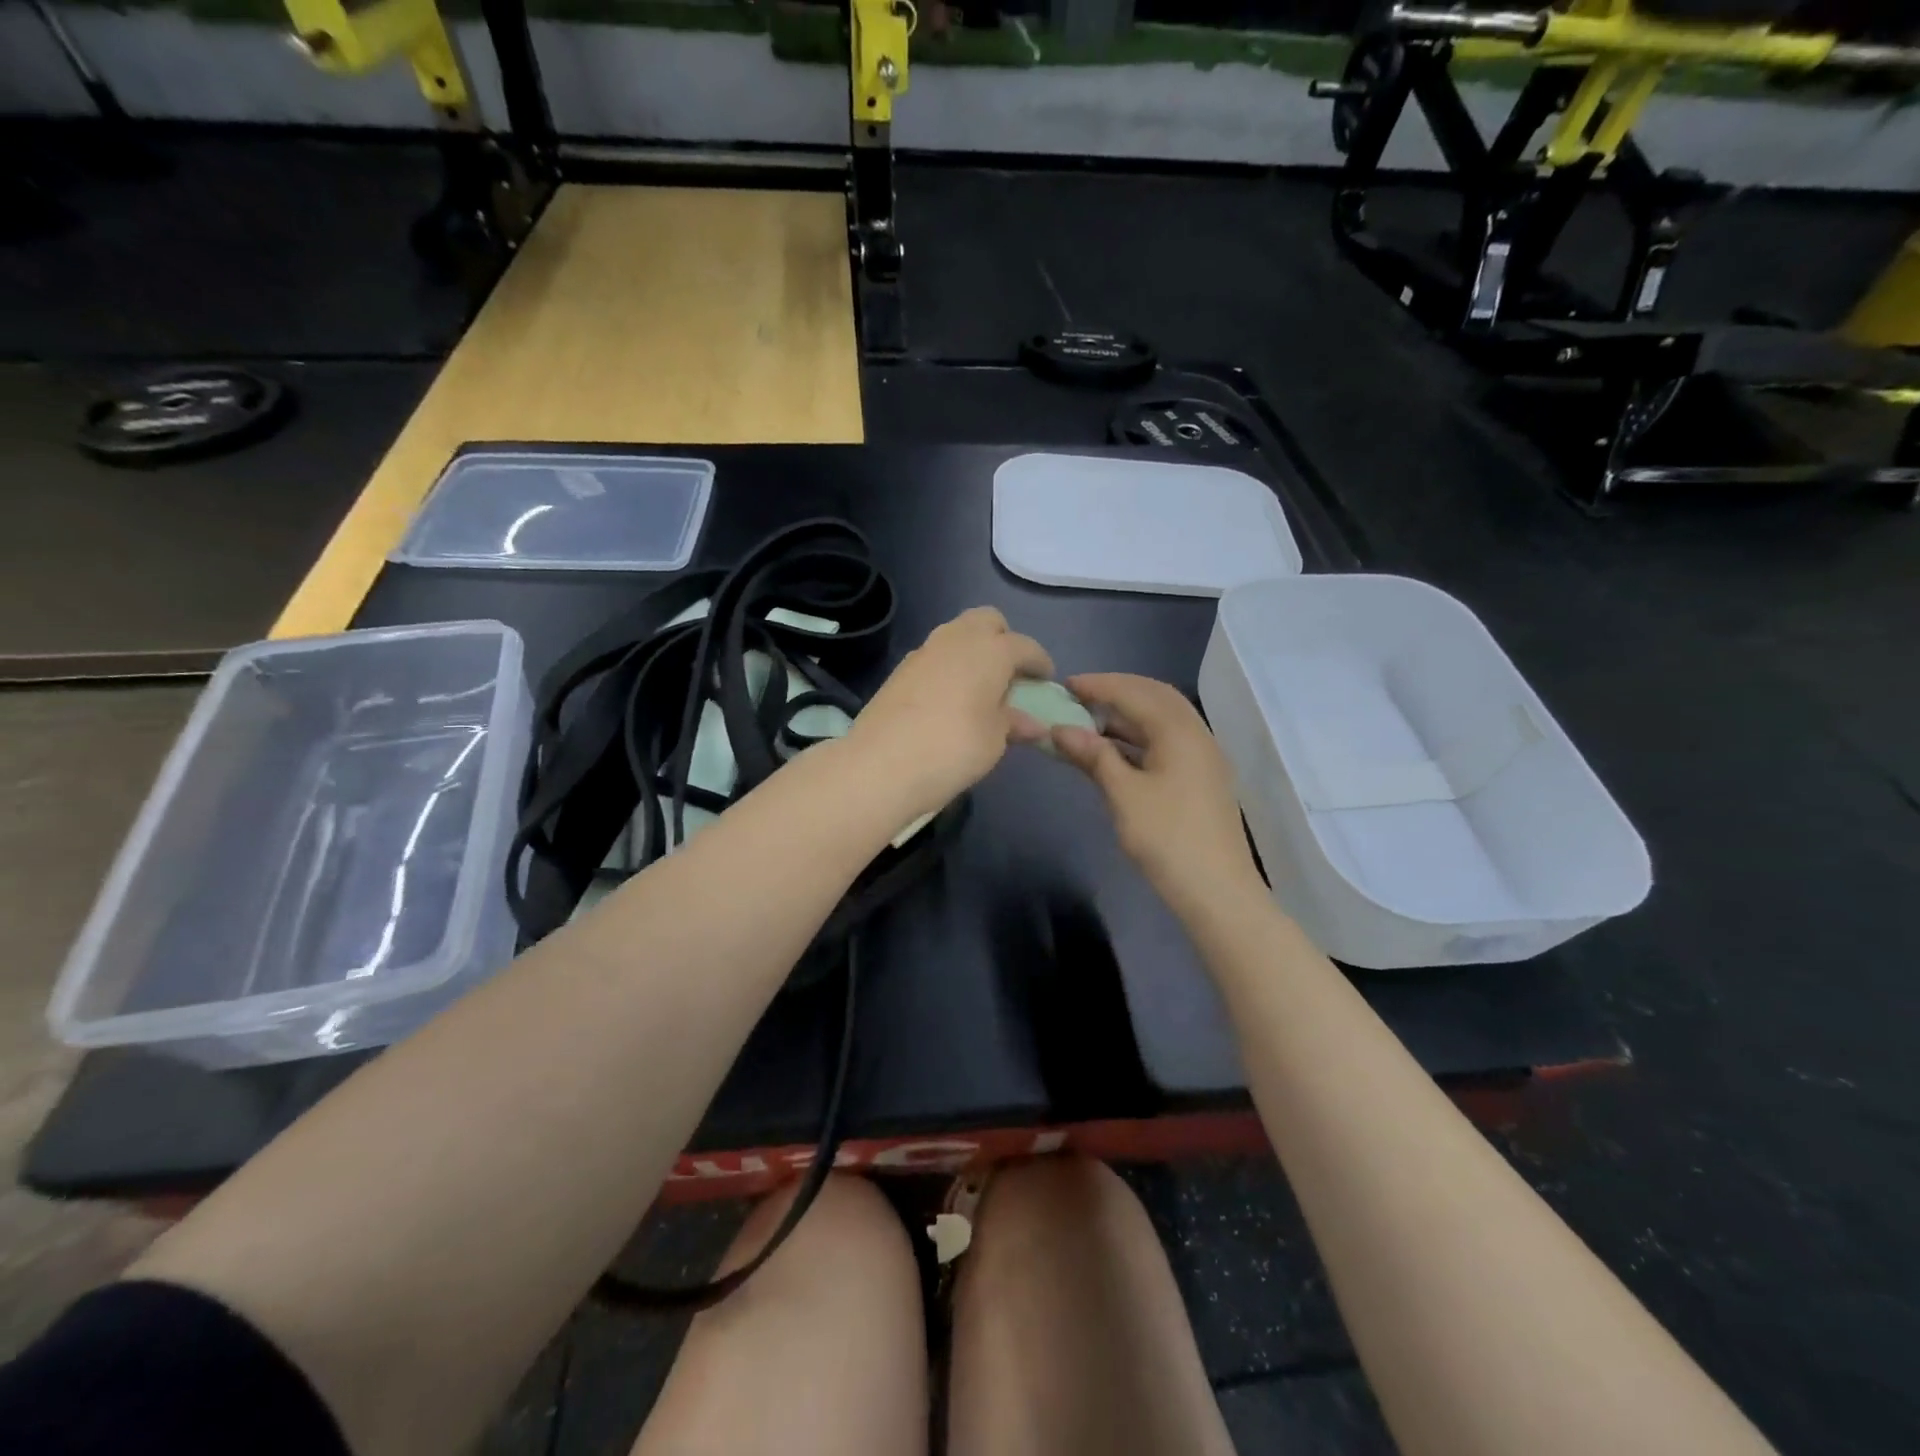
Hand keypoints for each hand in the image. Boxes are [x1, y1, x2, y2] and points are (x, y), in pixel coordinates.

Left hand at [849, 607, 1053, 818]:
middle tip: (1010, 674)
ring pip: (957, 634)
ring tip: (981, 688)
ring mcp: (925, 651)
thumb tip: (1032, 723)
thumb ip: (1013, 723)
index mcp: (990, 650)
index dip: (1039, 662)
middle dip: (1003, 640)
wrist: (881, 765)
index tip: (1046, 680)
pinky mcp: (901, 670)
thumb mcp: (995, 740)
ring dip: (974, 652)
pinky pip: (936, 656)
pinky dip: (950, 667)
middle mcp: (957, 639)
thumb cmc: (954, 748)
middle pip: (987, 621)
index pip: (1025, 646)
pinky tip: (950, 699)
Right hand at [1052, 673, 1265, 918]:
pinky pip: (1167, 741)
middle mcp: (1196, 734)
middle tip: (1079, 697)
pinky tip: (1115, 750)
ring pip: (1162, 720)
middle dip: (1116, 691)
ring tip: (1090, 720)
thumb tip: (1060, 728)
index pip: (1133, 693)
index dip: (1097, 686)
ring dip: (1127, 714)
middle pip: (1154, 697)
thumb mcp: (1123, 795)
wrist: (1217, 891)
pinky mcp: (1201, 778)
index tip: (1064, 684)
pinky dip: (1138, 737)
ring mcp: (1202, 757)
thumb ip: (1094, 756)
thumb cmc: (1167, 839)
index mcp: (1179, 731)